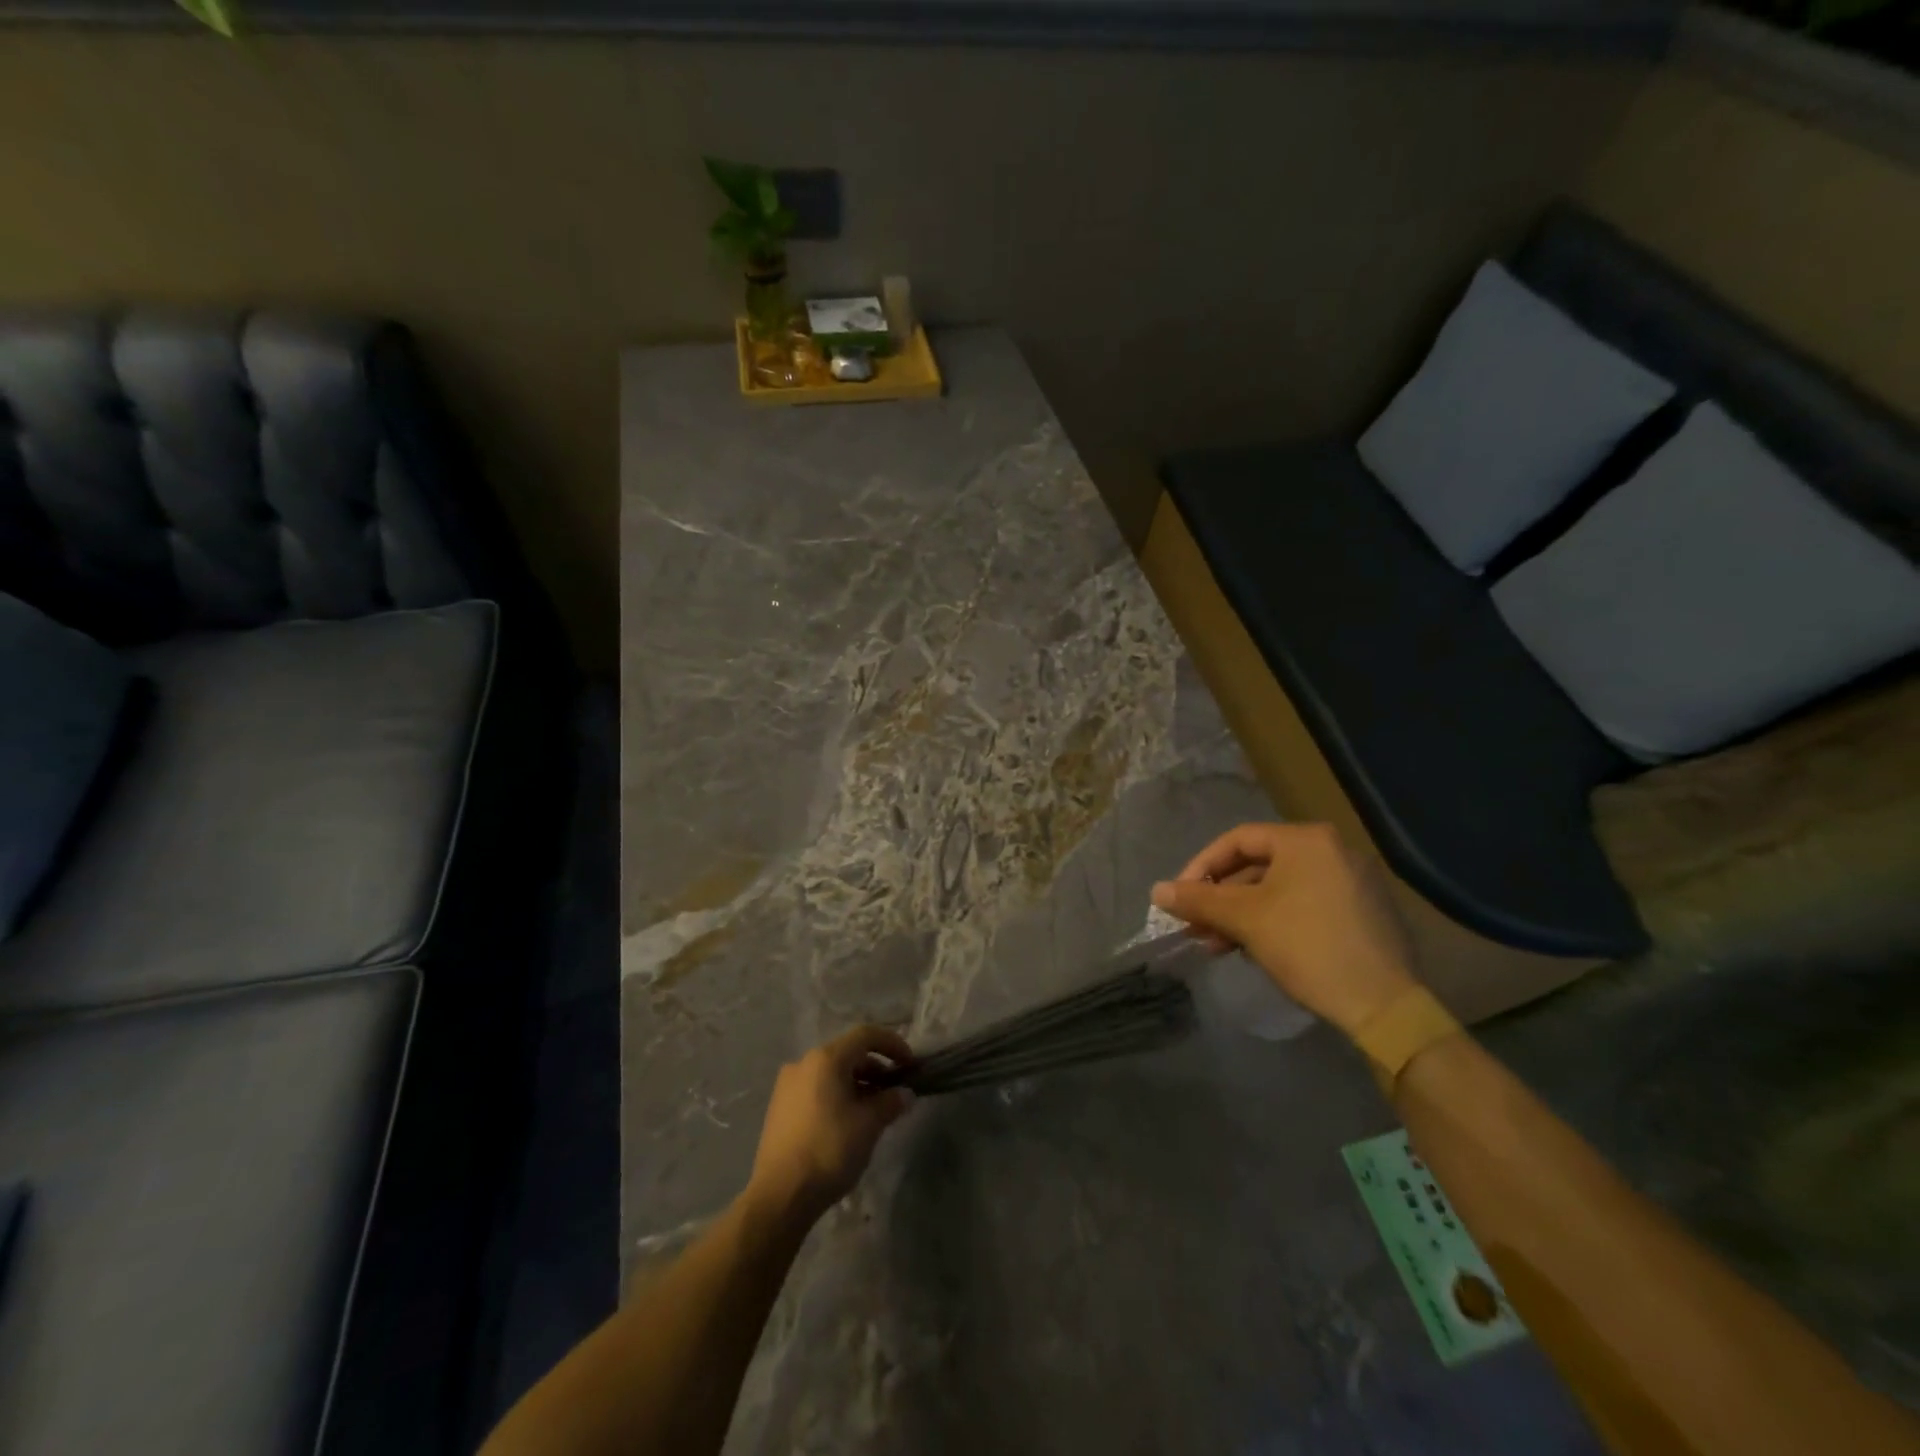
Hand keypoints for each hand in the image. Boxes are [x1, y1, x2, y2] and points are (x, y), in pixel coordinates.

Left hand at [747, 1026, 914, 1224]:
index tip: (911, 1064)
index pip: (866, 1035)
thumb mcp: (869, 1125)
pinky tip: (848, 1122)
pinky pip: (816, 1089)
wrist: (780, 1195)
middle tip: (895, 1091)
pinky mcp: (780, 1107)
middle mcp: (804, 1063)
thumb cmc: (829, 1150)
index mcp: (826, 1059)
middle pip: (848, 1053)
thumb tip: (904, 1094)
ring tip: (874, 1110)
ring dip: (857, 1084)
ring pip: (831, 1073)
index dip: (893, 1044)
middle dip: (876, 1068)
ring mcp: (787, 1085)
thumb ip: (890, 1102)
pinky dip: (837, 1095)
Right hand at [1151, 822, 1418, 1037]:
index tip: (1180, 898)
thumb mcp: (1245, 920)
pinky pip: (1304, 904)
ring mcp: (1352, 881)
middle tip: (1196, 925)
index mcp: (1306, 840)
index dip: (1201, 867)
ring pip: (1279, 888)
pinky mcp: (1362, 912)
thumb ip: (1198, 900)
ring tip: (1217, 944)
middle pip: (1258, 865)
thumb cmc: (1307, 946)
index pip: (1237, 840)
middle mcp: (1332, 850)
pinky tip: (1253, 948)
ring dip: (1242, 913)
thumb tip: (1156, 890)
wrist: (1384, 1006)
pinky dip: (1273, 920)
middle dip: (1221, 897)